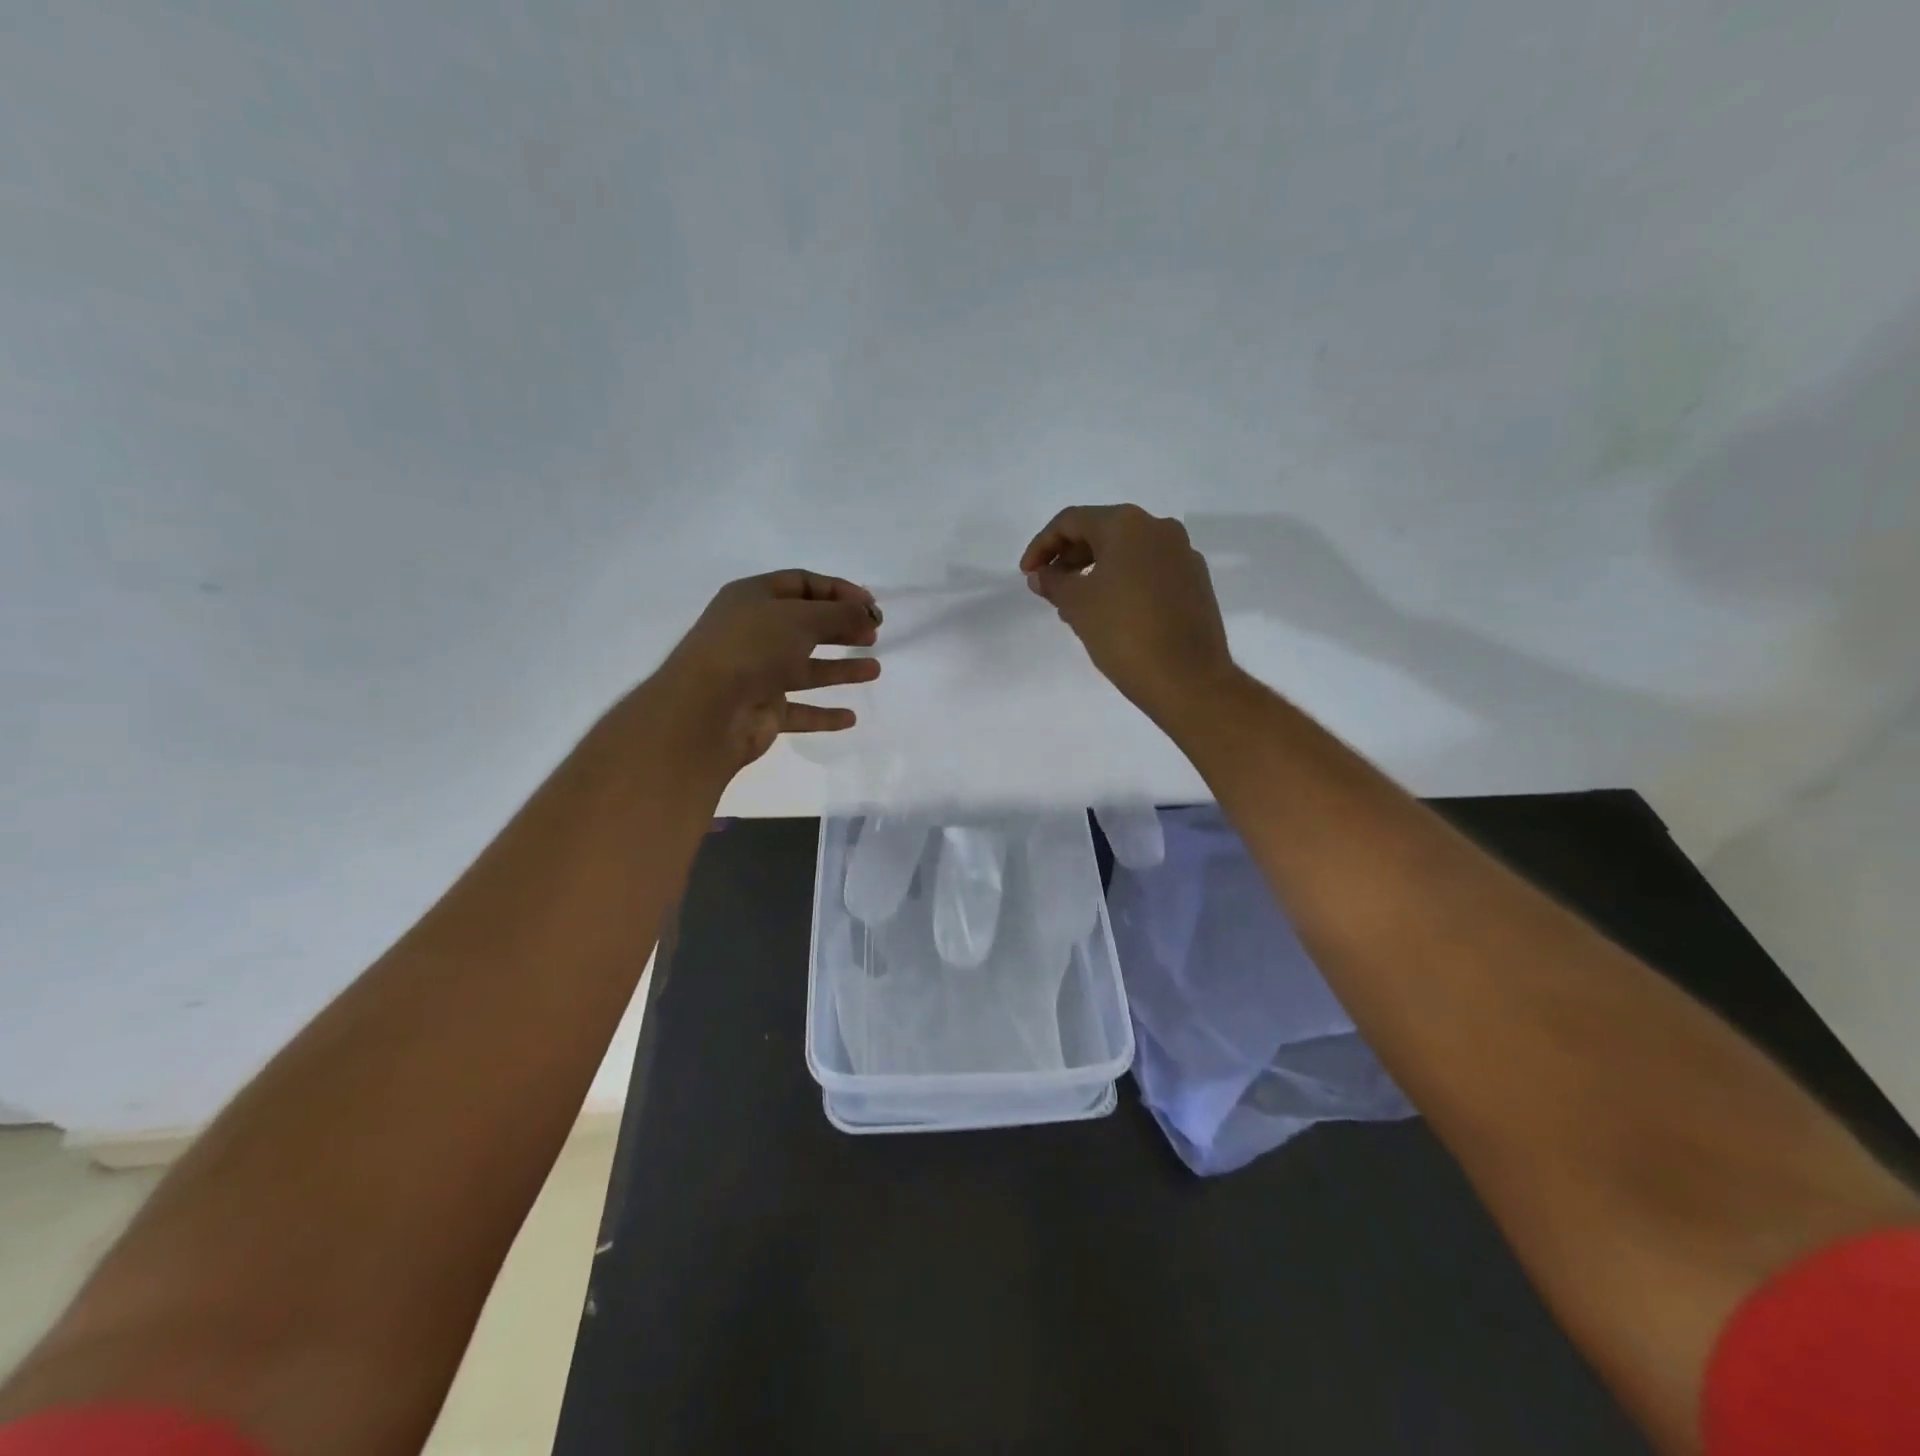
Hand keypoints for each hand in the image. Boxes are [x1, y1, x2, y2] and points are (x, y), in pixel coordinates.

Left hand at [649, 570, 882, 772]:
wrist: (708, 709)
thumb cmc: (753, 647)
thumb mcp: (801, 617)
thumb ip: (840, 613)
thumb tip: (868, 614)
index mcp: (753, 598)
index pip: (802, 584)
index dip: (839, 591)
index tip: (872, 606)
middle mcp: (754, 632)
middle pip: (805, 624)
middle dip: (841, 627)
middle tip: (873, 634)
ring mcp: (757, 673)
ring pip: (806, 668)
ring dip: (840, 668)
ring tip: (875, 670)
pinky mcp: (763, 710)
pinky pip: (800, 710)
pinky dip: (824, 713)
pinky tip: (850, 717)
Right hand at [1020, 504, 1234, 721]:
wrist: (1188, 679)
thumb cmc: (1124, 633)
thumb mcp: (1077, 605)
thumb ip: (1053, 582)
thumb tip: (1042, 574)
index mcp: (1128, 524)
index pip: (1071, 521)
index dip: (1041, 545)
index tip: (1027, 575)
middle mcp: (1160, 528)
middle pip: (1102, 532)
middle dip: (1069, 558)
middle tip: (1049, 589)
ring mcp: (1183, 555)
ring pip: (1127, 553)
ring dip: (1095, 573)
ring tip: (1075, 607)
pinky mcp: (1196, 583)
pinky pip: (1149, 572)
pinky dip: (1123, 584)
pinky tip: (1110, 614)